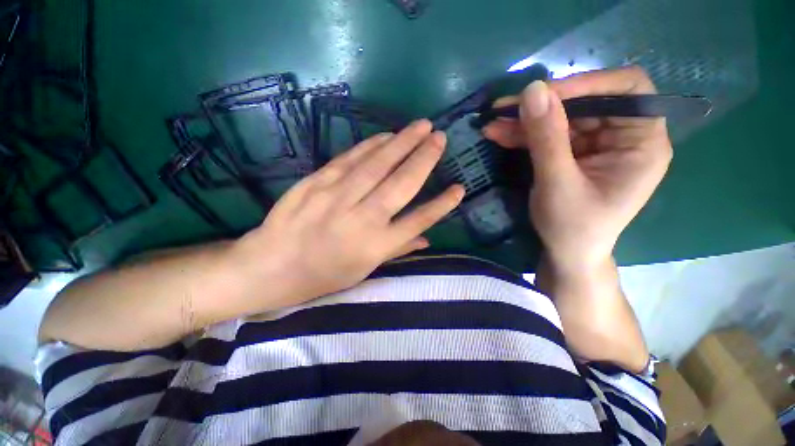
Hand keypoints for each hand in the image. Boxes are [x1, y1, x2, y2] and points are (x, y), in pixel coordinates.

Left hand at [231, 120, 464, 309]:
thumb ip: (398, 250)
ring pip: (377, 165)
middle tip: (441, 137)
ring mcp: (337, 198)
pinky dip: (371, 145)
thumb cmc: (323, 274)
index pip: (418, 221)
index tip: (459, 188)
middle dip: (424, 159)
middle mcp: (362, 219)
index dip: (442, 205)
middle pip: (401, 184)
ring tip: (421, 127)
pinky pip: (350, 159)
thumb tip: (428, 238)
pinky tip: (386, 136)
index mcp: (376, 246)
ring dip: (402, 143)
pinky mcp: (317, 182)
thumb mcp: (364, 270)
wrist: (272, 266)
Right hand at [483, 67, 672, 271]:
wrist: (566, 254)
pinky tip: (499, 135)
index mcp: (642, 143)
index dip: (586, 84)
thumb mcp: (558, 183)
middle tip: (503, 109)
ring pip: (561, 118)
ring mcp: (596, 145)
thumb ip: (547, 138)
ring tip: (493, 123)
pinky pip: (549, 135)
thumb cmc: (572, 227)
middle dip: (542, 106)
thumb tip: (532, 90)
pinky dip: (524, 135)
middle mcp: (623, 137)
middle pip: (586, 103)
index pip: (627, 90)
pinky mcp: (574, 154)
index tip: (542, 94)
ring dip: (525, 121)